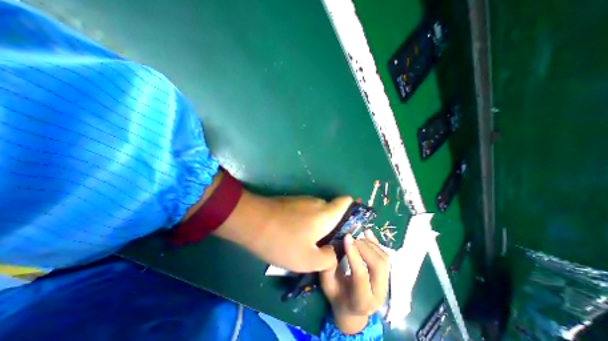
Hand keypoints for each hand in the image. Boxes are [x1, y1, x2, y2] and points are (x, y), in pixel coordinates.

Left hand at [217, 191, 354, 272]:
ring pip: (318, 212)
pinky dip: (306, 222)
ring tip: (309, 242)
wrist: (252, 222)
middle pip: (332, 210)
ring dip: (318, 225)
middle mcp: (317, 202)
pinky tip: (295, 234)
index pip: (346, 202)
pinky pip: (306, 211)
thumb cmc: (283, 241)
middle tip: (326, 244)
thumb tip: (333, 252)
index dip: (351, 211)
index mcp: (326, 213)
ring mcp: (303, 200)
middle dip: (333, 226)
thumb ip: (328, 258)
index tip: (347, 228)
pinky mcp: (292, 202)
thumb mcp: (308, 260)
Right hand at [319, 231, 389, 333]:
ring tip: (356, 237)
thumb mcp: (327, 284)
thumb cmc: (337, 295)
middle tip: (351, 238)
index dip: (354, 254)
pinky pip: (385, 256)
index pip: (361, 275)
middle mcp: (378, 294)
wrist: (352, 308)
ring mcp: (386, 284)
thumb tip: (332, 245)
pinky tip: (367, 233)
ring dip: (370, 244)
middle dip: (364, 247)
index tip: (346, 237)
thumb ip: (328, 267)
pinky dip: (376, 243)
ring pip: (383, 259)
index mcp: (361, 300)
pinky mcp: (387, 275)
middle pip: (378, 266)